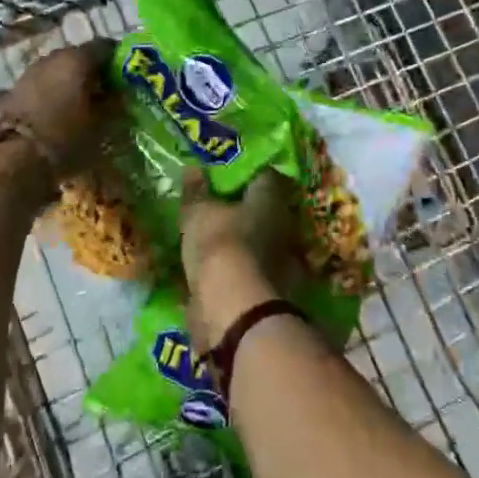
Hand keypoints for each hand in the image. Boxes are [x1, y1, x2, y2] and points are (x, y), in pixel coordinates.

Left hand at [0, 39, 115, 176]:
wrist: (14, 158)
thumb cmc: (65, 138)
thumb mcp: (101, 125)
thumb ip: (114, 104)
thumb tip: (120, 94)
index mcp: (78, 59)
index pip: (106, 47)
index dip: (119, 60)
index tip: (127, 77)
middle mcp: (53, 57)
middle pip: (80, 56)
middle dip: (94, 72)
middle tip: (106, 93)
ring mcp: (31, 71)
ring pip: (60, 69)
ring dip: (72, 81)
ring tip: (83, 104)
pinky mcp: (16, 88)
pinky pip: (44, 83)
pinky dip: (55, 91)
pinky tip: (60, 111)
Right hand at [181, 167, 298, 350]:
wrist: (233, 309)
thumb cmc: (219, 245)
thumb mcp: (198, 213)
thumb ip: (196, 191)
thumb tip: (194, 168)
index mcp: (271, 199)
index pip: (264, 175)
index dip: (246, 174)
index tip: (226, 177)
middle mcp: (284, 226)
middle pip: (265, 210)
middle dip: (244, 210)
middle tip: (218, 209)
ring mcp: (283, 261)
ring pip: (261, 242)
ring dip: (243, 242)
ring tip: (215, 241)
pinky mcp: (273, 291)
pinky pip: (254, 271)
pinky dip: (239, 270)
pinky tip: (218, 271)